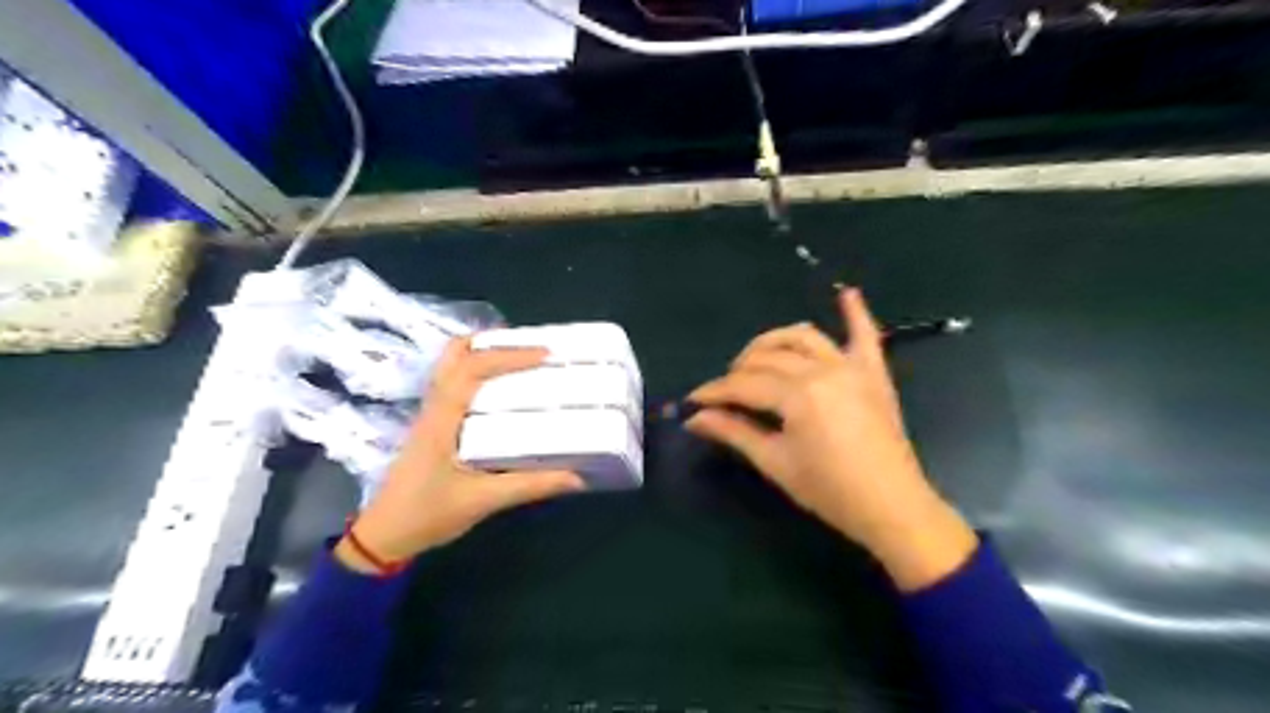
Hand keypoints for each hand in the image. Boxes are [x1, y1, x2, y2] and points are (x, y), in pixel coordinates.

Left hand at [333, 338, 588, 575]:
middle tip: (530, 348)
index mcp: (442, 418)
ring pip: (451, 366)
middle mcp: (434, 407)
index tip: (545, 354)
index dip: (508, 356)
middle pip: (455, 354)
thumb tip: (576, 477)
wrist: (383, 536)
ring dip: (483, 354)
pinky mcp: (433, 425)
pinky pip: (454, 383)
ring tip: (519, 360)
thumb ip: (530, 486)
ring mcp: (431, 414)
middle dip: (492, 342)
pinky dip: (478, 373)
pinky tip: (501, 390)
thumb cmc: (427, 515)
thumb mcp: (483, 501)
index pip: (472, 370)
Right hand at [692, 285, 972, 591]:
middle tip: (724, 391)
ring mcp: (851, 367)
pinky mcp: (873, 373)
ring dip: (774, 341)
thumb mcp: (776, 463)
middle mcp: (823, 370)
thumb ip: (734, 432)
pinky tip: (846, 293)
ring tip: (756, 358)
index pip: (744, 384)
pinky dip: (856, 313)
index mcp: (799, 395)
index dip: (715, 391)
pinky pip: (866, 335)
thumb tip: (695, 418)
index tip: (693, 400)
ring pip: (803, 337)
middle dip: (738, 370)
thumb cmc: (829, 491)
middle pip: (768, 358)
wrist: (892, 507)